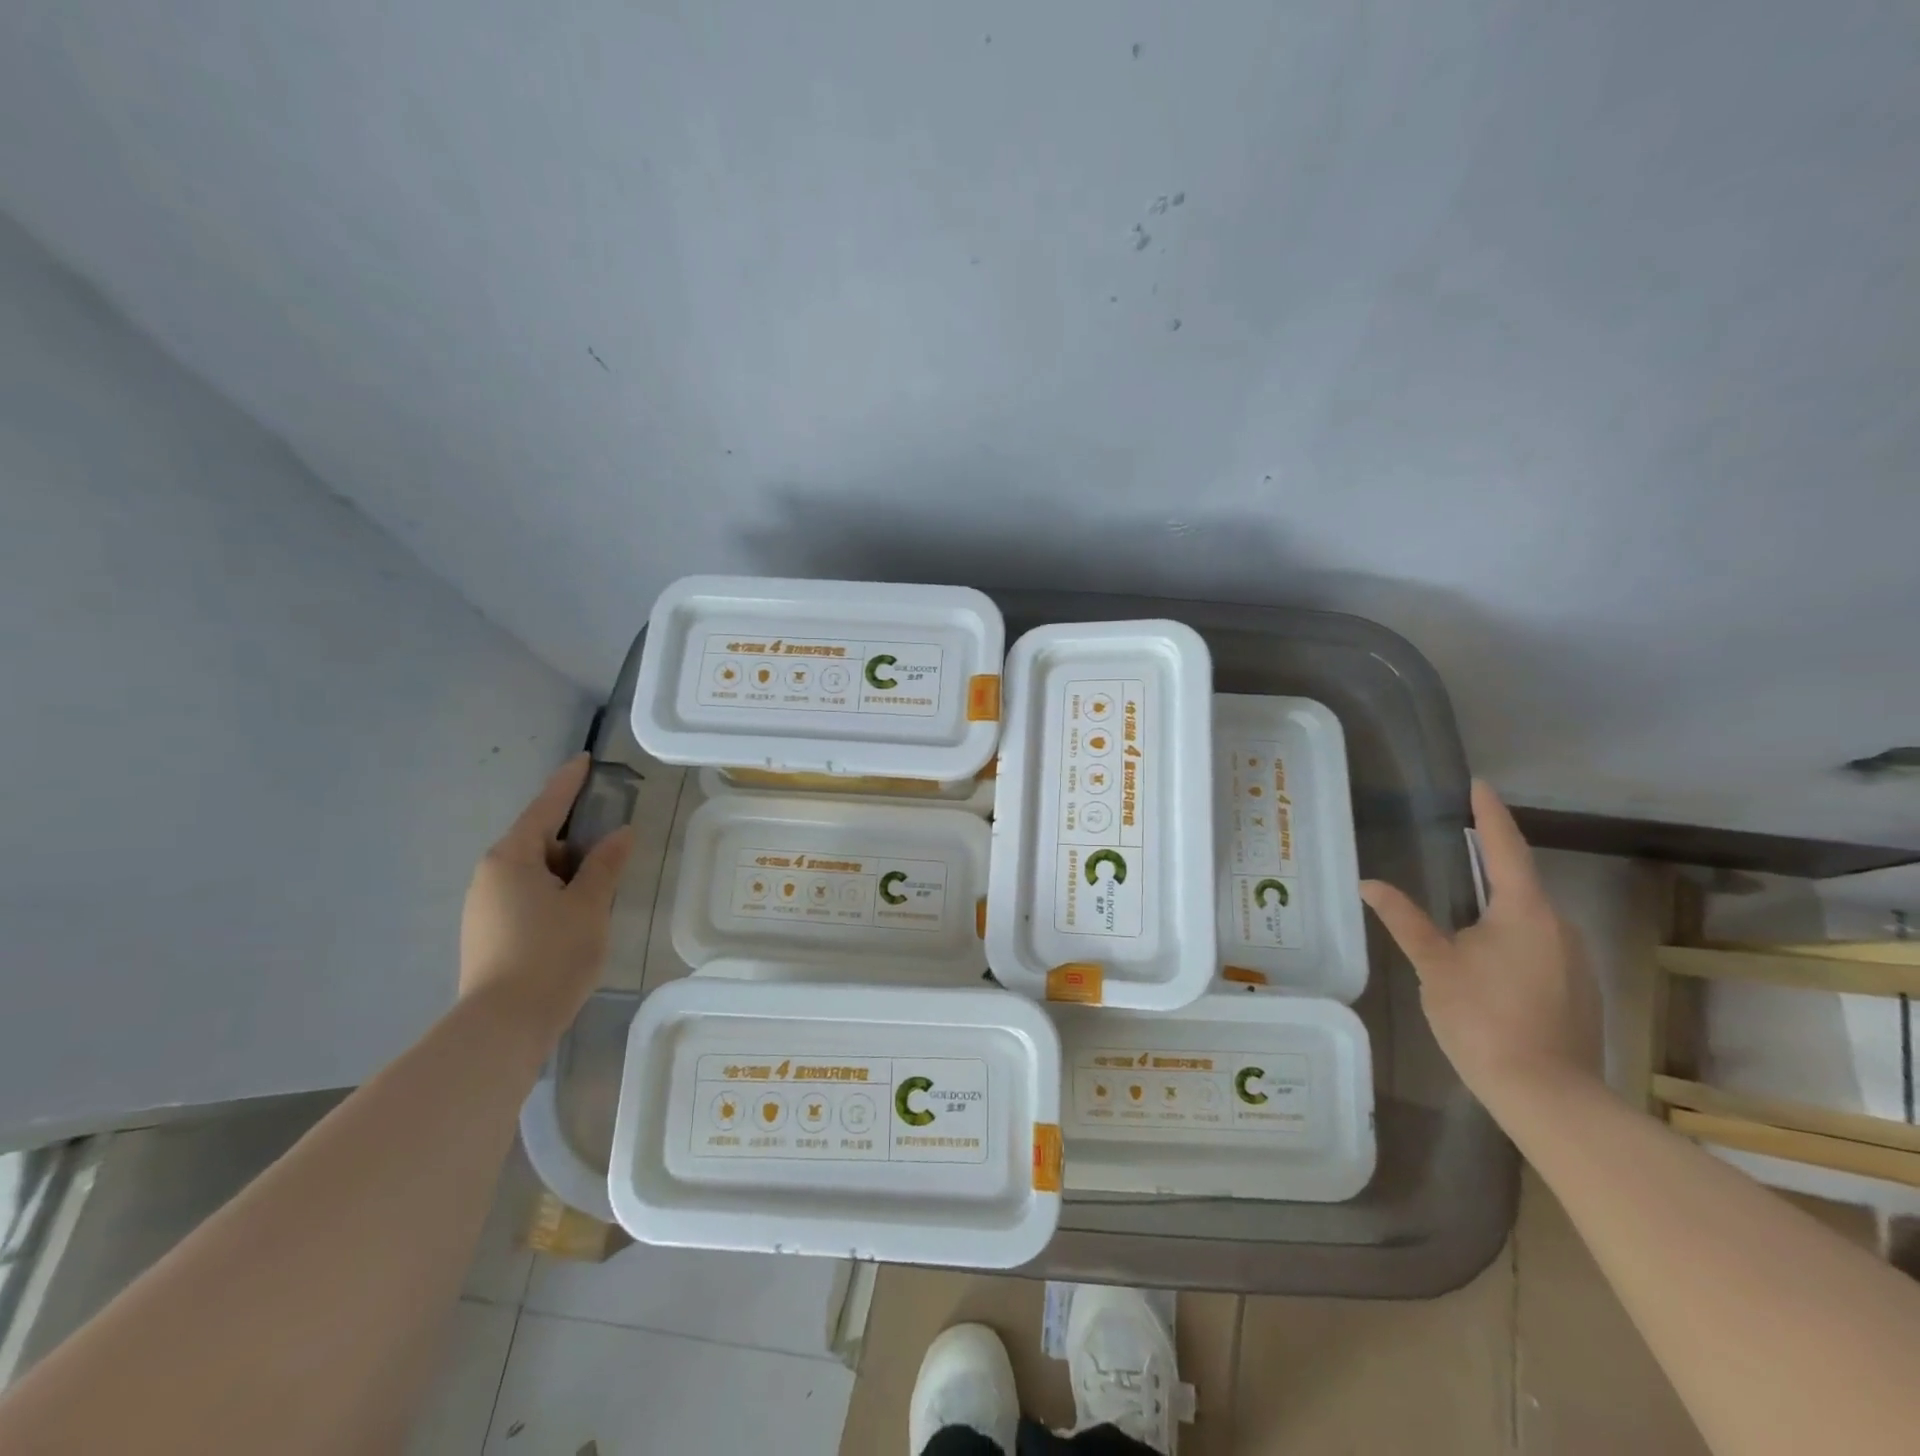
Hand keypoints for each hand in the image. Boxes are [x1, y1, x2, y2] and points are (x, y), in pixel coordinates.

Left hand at [459, 754, 635, 1044]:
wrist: (503, 1025)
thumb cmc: (551, 953)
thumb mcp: (590, 904)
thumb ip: (606, 864)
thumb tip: (620, 834)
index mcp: (511, 858)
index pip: (546, 808)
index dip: (568, 783)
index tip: (584, 760)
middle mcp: (489, 875)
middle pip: (538, 840)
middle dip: (575, 837)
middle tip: (612, 841)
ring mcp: (484, 906)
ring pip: (533, 872)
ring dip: (567, 869)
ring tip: (601, 884)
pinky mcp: (488, 932)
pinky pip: (526, 895)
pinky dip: (554, 892)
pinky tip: (577, 913)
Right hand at [1359, 781, 1601, 1115]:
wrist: (1547, 1095)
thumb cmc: (1483, 1018)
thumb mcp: (1434, 965)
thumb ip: (1405, 920)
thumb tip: (1369, 883)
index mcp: (1525, 912)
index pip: (1505, 848)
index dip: (1489, 814)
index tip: (1479, 784)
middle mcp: (1560, 927)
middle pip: (1520, 882)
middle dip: (1489, 863)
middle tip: (1457, 844)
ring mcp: (1575, 960)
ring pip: (1530, 918)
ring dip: (1497, 906)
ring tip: (1461, 908)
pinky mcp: (1578, 989)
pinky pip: (1540, 945)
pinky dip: (1511, 937)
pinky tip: (1485, 959)